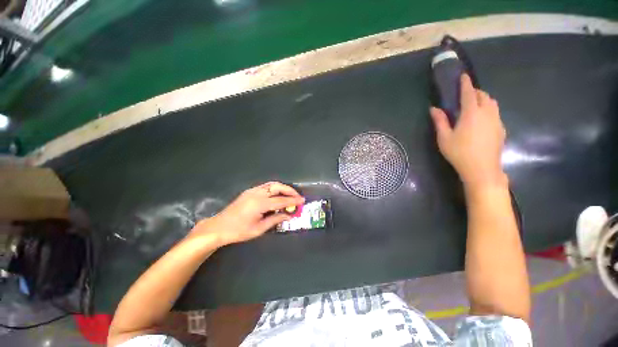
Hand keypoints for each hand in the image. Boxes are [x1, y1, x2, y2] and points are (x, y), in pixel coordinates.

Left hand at [190, 182, 304, 245]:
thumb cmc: (239, 231)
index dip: (293, 201)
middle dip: (290, 191)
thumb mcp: (259, 228)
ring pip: (272, 184)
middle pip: (277, 187)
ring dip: (283, 188)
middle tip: (297, 197)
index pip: (281, 200)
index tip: (302, 201)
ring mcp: (252, 190)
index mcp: (260, 204)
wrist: (219, 227)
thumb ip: (275, 219)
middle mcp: (257, 193)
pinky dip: (275, 188)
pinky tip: (278, 195)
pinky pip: (266, 186)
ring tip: (290, 195)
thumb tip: (289, 215)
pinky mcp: (249, 191)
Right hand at [430, 74, 507, 189]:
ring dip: (484, 100)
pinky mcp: (501, 129)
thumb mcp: (444, 138)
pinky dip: (488, 110)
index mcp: (471, 113)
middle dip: (475, 92)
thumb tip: (434, 109)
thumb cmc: (459, 153)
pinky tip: (481, 121)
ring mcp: (497, 121)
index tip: (464, 76)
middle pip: (484, 96)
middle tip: (465, 95)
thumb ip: (440, 121)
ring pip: (492, 103)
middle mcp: (487, 113)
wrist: (482, 169)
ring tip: (474, 106)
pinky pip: (496, 113)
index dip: (466, 84)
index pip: (469, 93)